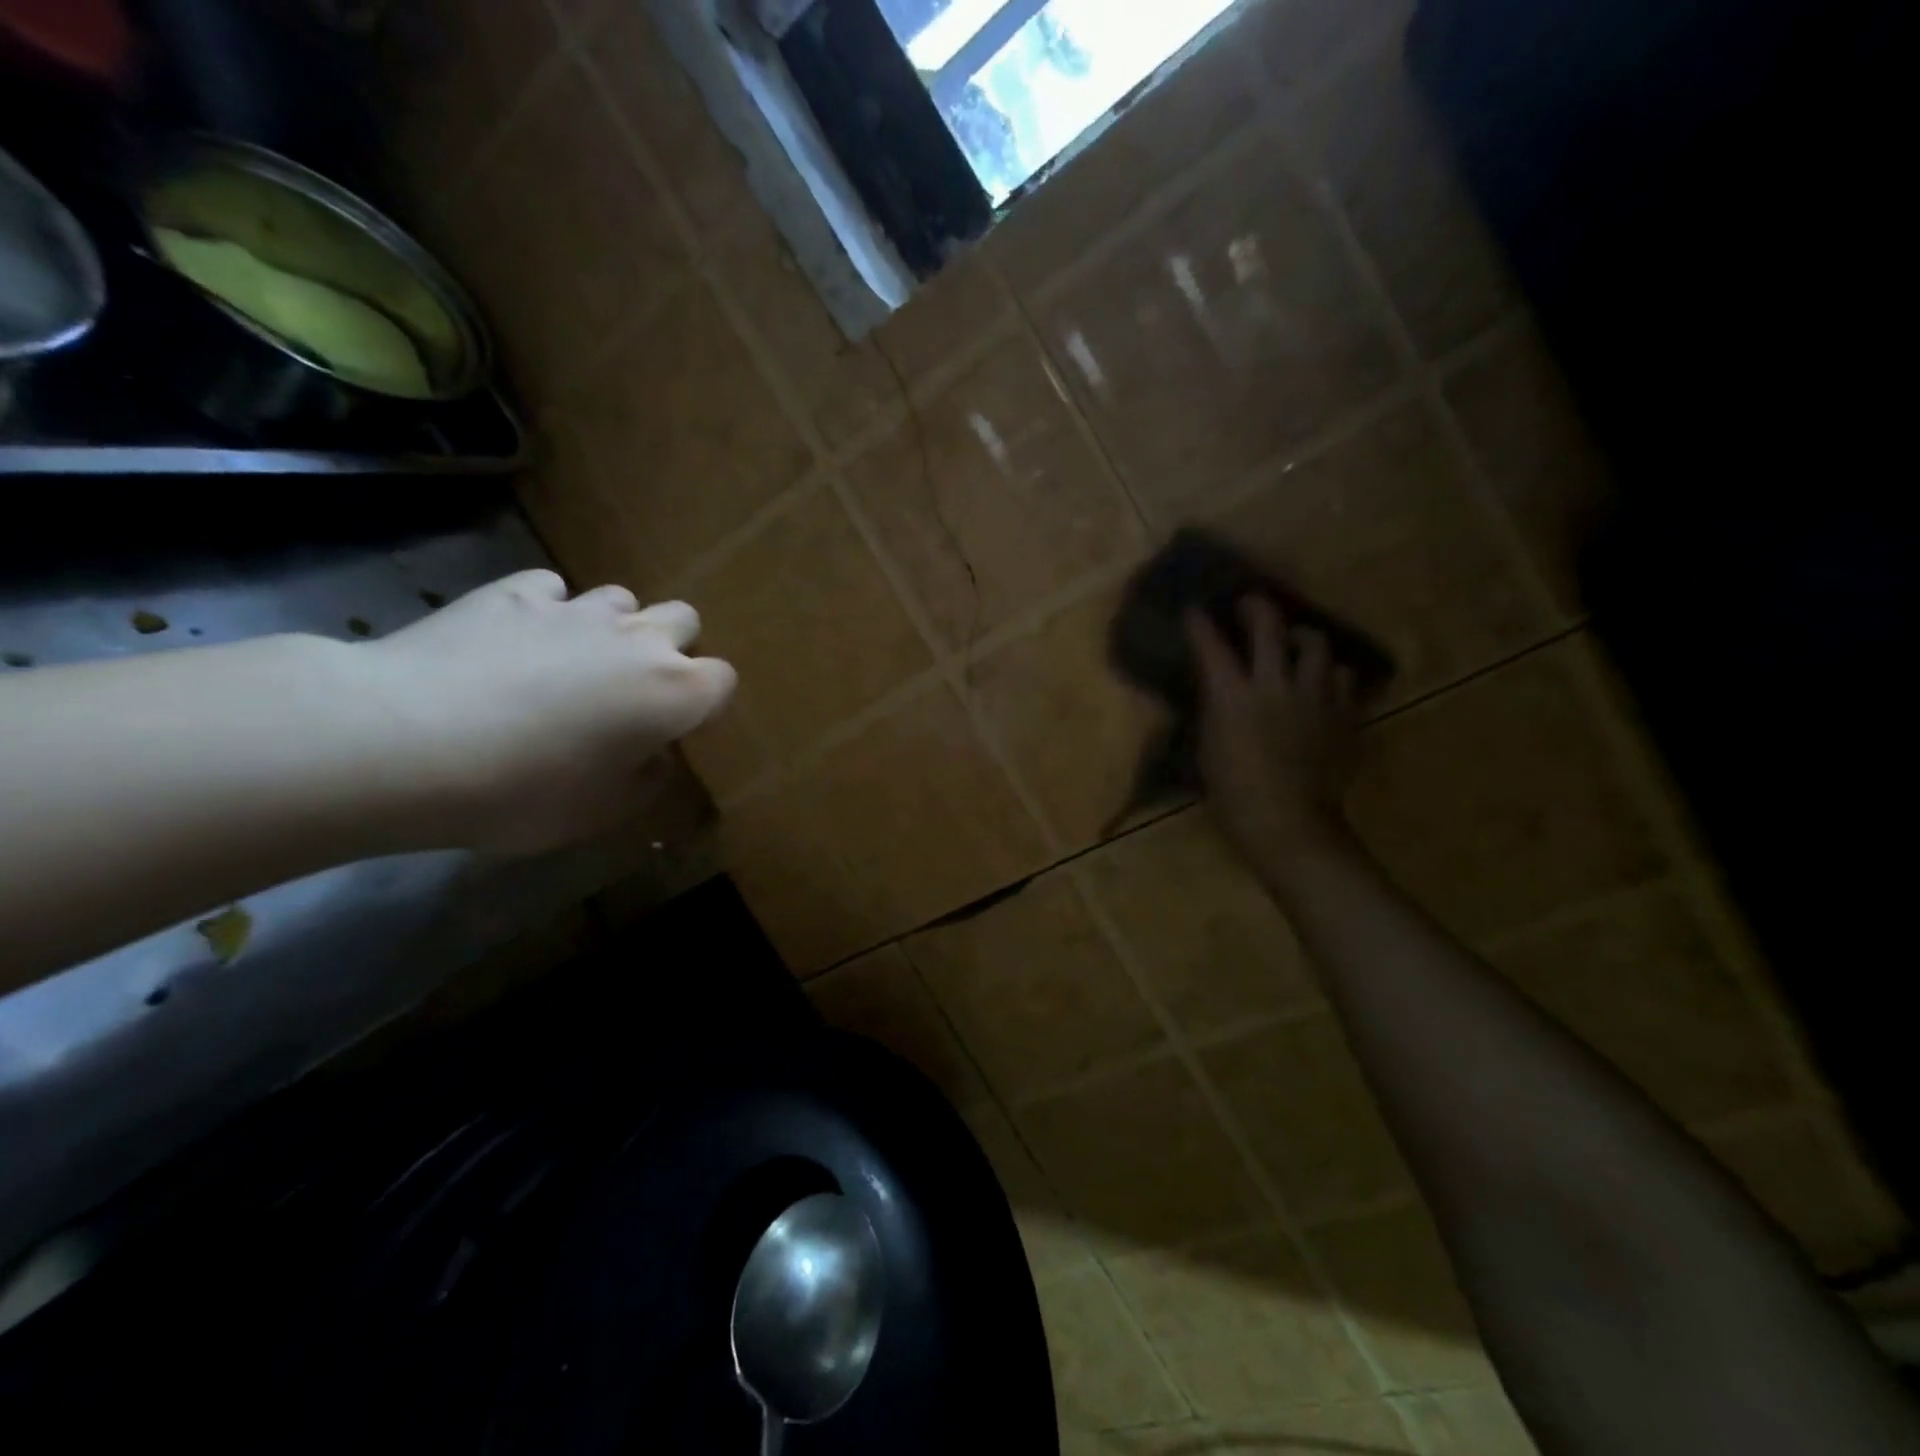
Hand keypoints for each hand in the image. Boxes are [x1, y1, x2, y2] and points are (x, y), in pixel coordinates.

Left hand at [362, 570, 735, 854]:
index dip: (704, 702)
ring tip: (575, 660)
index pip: (722, 680)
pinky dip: (548, 611)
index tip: (675, 727)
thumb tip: (652, 753)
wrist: (407, 741)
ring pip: (622, 598)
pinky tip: (518, 640)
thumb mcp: (603, 812)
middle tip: (633, 687)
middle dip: (671, 647)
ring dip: (613, 626)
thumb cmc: (524, 791)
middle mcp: (638, 639)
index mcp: (673, 692)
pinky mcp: (514, 593)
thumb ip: (647, 779)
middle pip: (684, 620)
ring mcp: (576, 609)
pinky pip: (552, 590)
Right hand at [1186, 597, 1361, 869]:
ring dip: (1301, 638)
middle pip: (1268, 626)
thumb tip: (1220, 689)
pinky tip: (1323, 685)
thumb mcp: (1208, 749)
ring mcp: (1315, 697)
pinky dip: (1331, 675)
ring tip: (1295, 644)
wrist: (1289, 825)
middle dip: (1254, 607)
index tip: (1194, 610)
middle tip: (1249, 605)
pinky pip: (1344, 678)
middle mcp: (1275, 685)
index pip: (1210, 645)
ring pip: (1315, 643)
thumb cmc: (1234, 795)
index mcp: (1232, 697)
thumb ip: (1215, 711)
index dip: (1199, 623)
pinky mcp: (1345, 713)